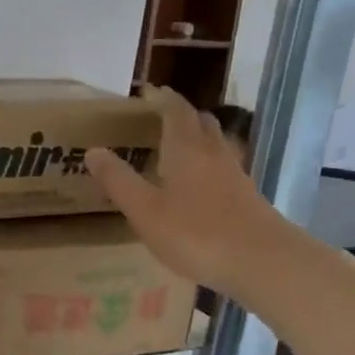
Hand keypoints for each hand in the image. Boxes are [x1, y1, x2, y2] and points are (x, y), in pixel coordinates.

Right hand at [84, 87, 285, 299]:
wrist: (261, 261)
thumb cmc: (196, 233)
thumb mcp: (145, 211)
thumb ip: (119, 181)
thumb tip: (93, 150)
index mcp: (186, 148)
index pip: (176, 110)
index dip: (162, 99)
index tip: (148, 93)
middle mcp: (214, 152)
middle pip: (201, 122)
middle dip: (181, 115)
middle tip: (159, 119)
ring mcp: (235, 174)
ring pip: (216, 144)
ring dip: (197, 139)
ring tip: (177, 150)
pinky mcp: (247, 196)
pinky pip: (224, 168)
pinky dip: (208, 166)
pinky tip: (200, 186)